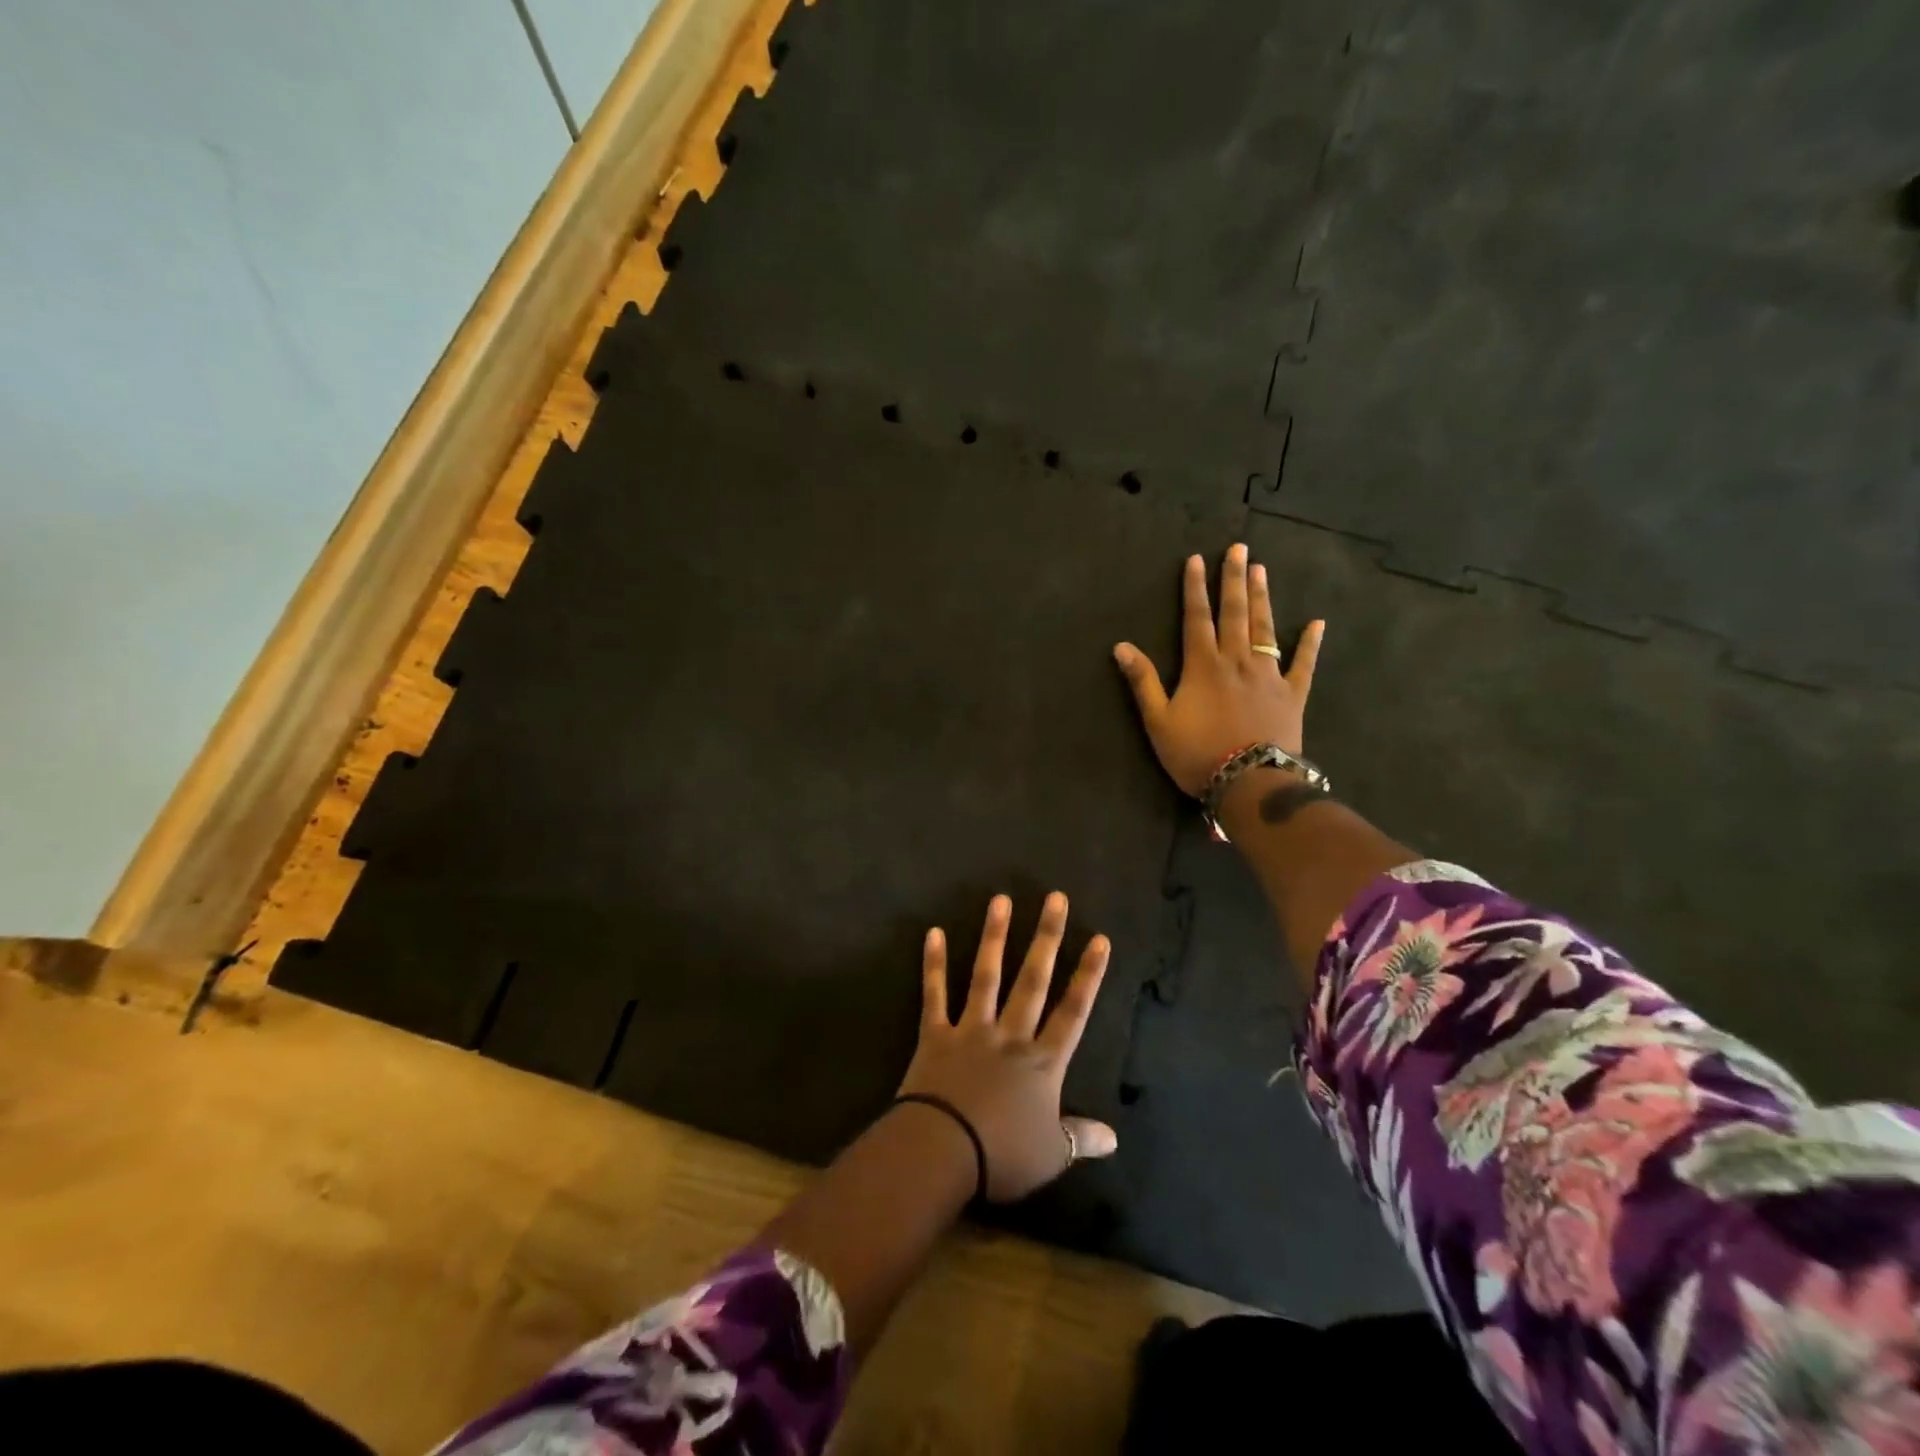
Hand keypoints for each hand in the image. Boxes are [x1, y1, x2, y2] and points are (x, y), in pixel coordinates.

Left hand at [898, 892, 1117, 1201]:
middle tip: (1055, 899)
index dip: (1088, 975)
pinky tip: (933, 933)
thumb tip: (1115, 1137)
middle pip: (1033, 980)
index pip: (1073, 1011)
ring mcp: (971, 1030)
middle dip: (1046, 938)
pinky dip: (933, 964)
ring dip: (994, 937)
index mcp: (1042, 1062)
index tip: (1100, 939)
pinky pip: (934, 994)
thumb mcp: (1052, 1155)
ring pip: (986, 975)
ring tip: (1000, 899)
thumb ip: (1081, 1138)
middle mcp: (1010, 1035)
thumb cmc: (1002, 1155)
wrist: (943, 1151)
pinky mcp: (936, 1035)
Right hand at [1113, 543, 1323, 796]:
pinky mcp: (1292, 694)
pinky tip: (1317, 623)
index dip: (1195, 588)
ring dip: (1262, 599)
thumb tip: (1121, 646)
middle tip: (1239, 548)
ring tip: (1262, 570)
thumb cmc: (1197, 754)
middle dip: (1234, 580)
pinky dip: (1310, 644)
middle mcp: (1237, 661)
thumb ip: (1142, 682)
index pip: (1197, 618)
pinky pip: (1304, 664)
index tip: (1197, 559)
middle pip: (1235, 613)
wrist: (1249, 781)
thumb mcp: (1158, 721)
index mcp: (1203, 666)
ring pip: (1265, 629)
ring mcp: (1269, 676)